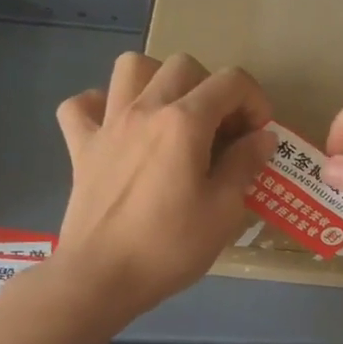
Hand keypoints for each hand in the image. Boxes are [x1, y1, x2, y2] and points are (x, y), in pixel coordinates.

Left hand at [53, 53, 274, 319]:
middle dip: (212, 89)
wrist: (100, 278)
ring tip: (171, 115)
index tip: (258, 136)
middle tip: (220, 130)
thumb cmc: (169, 246)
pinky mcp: (80, 146)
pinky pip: (82, 106)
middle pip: (184, 65)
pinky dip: (101, 107)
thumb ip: (245, 164)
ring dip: (157, 81)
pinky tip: (118, 129)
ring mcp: (108, 124)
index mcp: (184, 122)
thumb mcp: (224, 211)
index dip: (255, 101)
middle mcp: (145, 109)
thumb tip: (261, 138)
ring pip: (131, 67)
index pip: (231, 82)